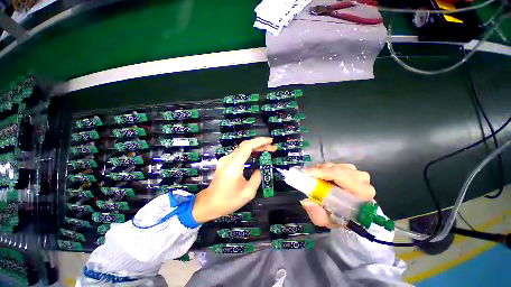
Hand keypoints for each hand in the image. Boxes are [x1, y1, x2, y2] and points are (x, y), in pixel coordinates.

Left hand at [192, 137, 275, 222]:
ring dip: (255, 147)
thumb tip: (261, 168)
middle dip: (260, 144)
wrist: (208, 204)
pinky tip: (257, 154)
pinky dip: (249, 151)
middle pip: (245, 145)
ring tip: (267, 150)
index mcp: (233, 167)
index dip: (260, 142)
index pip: (247, 147)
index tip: (271, 141)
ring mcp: (225, 160)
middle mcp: (228, 160)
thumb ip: (257, 178)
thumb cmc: (228, 202)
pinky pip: (239, 153)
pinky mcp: (225, 162)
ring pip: (242, 148)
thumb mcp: (248, 193)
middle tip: (272, 147)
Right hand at [300, 163, 375, 227]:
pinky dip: (326, 168)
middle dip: (319, 170)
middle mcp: (363, 181)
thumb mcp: (327, 221)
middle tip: (307, 175)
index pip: (339, 175)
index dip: (321, 172)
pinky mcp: (355, 171)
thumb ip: (317, 214)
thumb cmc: (339, 218)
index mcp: (361, 194)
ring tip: (314, 177)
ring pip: (335, 166)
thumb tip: (305, 202)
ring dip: (322, 169)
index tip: (306, 173)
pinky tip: (322, 175)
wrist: (350, 215)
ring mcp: (359, 174)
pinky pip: (337, 165)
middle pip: (336, 169)